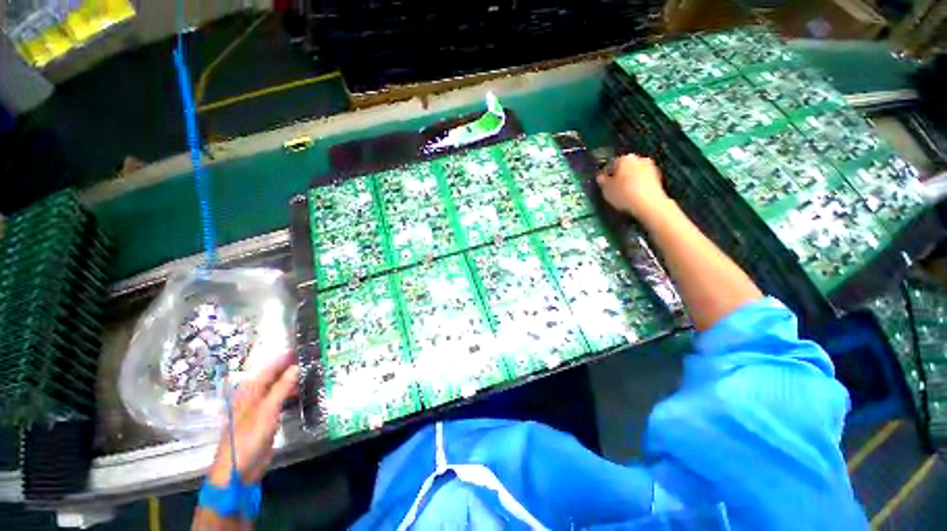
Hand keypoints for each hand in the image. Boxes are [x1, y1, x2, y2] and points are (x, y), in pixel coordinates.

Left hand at [208, 353, 298, 485]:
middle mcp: (253, 398)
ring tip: (308, 373)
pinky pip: (279, 402)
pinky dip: (289, 394)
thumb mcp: (267, 411)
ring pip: (276, 389)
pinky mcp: (266, 421)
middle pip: (271, 378)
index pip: (266, 370)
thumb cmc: (248, 438)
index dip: (281, 359)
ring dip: (290, 381)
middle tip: (308, 359)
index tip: (298, 349)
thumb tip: (296, 367)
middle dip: (287, 368)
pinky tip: (300, 393)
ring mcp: (259, 410)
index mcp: (248, 393)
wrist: (238, 470)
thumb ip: (281, 388)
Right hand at [597, 154, 670, 220]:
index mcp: (624, 158)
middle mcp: (639, 159)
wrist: (649, 203)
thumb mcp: (606, 189)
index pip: (612, 164)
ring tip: (625, 193)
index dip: (607, 175)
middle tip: (614, 188)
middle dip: (620, 175)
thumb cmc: (623, 194)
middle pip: (626, 167)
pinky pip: (643, 180)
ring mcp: (651, 167)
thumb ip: (602, 181)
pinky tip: (635, 195)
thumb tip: (601, 177)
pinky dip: (639, 185)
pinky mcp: (658, 178)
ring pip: (635, 173)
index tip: (605, 184)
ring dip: (630, 180)